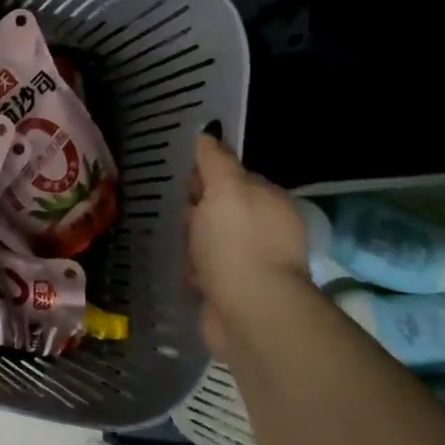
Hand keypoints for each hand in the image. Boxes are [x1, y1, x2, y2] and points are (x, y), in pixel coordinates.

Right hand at [186, 134, 311, 357]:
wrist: (250, 311)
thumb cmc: (236, 243)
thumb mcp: (225, 189)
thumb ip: (216, 161)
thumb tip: (208, 133)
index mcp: (270, 201)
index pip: (236, 178)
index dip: (209, 177)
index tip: (184, 183)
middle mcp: (268, 230)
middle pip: (224, 210)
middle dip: (198, 212)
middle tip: (177, 216)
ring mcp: (254, 263)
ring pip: (214, 242)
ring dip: (194, 243)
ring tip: (175, 245)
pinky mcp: (237, 292)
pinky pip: (210, 272)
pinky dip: (196, 272)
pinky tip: (184, 273)